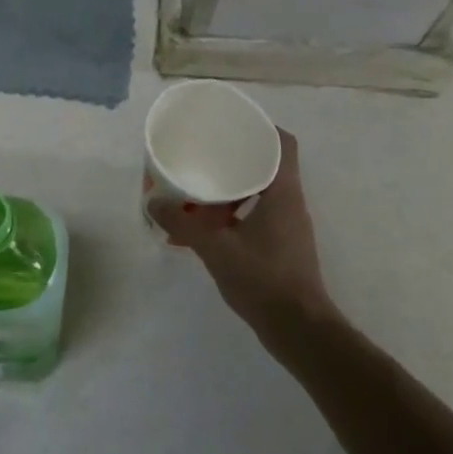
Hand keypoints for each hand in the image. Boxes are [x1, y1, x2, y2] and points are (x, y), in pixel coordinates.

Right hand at [152, 128, 335, 338]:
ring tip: (200, 189)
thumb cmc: (263, 279)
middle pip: (268, 165)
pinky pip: (258, 216)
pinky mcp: (283, 247)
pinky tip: (207, 226)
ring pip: (261, 193)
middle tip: (206, 153)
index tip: (233, 124)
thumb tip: (153, 203)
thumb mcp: (215, 248)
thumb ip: (182, 224)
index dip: (262, 127)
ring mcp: (289, 227)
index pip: (283, 143)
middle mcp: (290, 203)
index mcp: (283, 192)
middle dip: (238, 157)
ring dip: (233, 188)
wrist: (299, 329)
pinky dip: (234, 213)